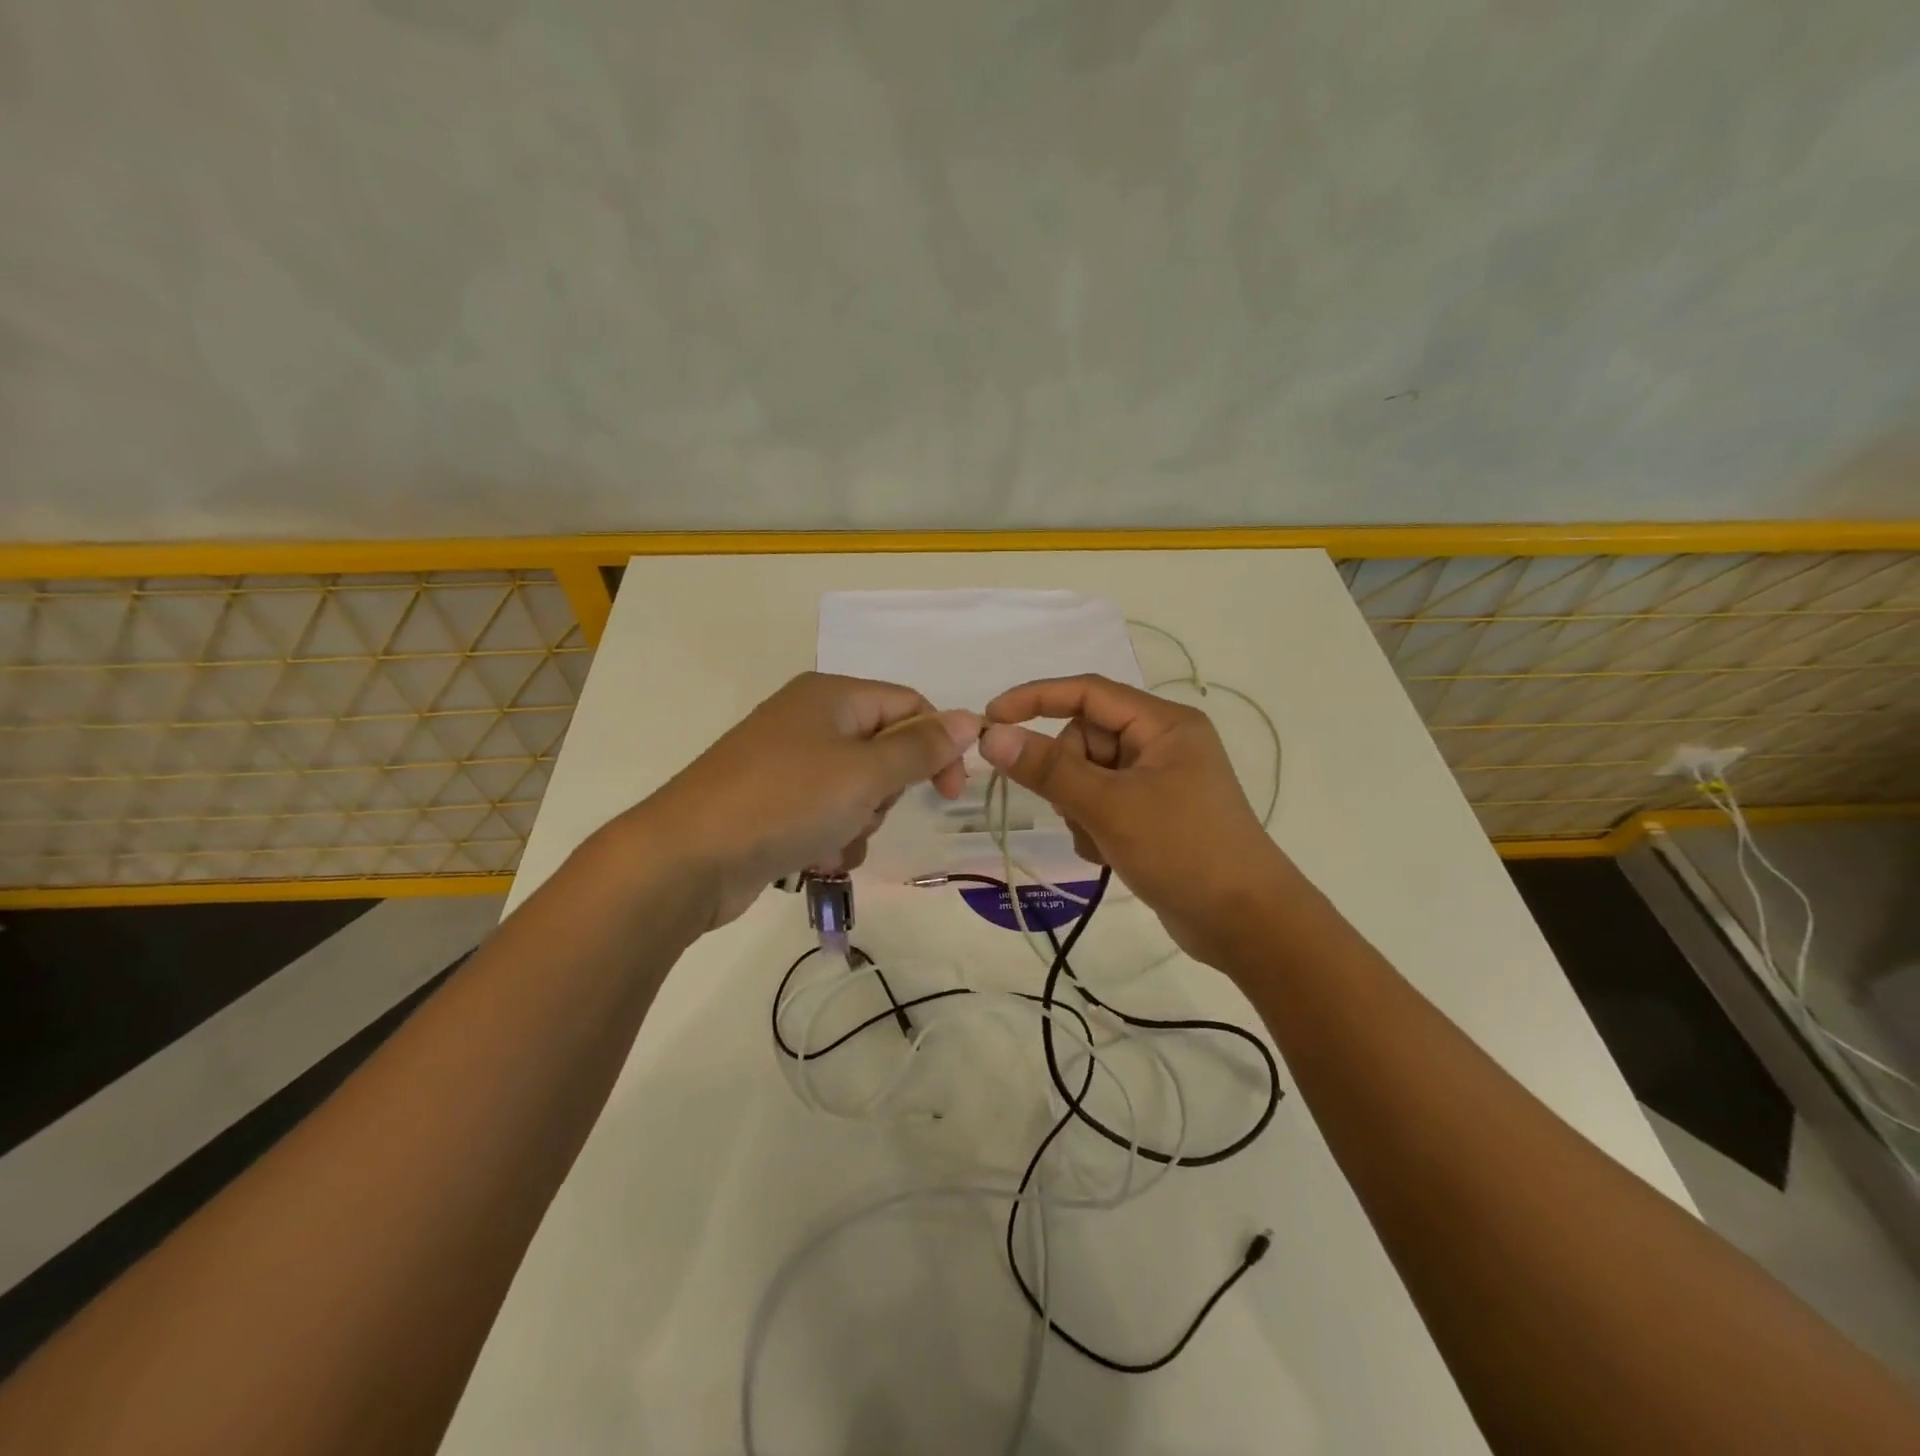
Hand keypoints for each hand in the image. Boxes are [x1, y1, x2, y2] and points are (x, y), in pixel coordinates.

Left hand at [638, 673, 979, 928]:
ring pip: (858, 789)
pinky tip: (814, 857)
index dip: (937, 745)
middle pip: (883, 749)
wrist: (686, 858)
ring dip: (860, 821)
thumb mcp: (865, 774)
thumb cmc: (785, 802)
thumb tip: (972, 719)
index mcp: (832, 696)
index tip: (949, 793)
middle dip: (887, 791)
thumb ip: (921, 748)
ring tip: (832, 840)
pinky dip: (831, 837)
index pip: (909, 706)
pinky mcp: (772, 802)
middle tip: (866, 810)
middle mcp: (809, 720)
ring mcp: (787, 762)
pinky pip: (826, 813)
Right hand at [979, 674, 1285, 966]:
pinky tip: (1110, 855)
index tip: (990, 718)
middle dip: (1068, 775)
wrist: (1245, 923)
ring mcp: (1158, 781)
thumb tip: (991, 735)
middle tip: (1076, 810)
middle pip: (1085, 738)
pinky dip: (1094, 827)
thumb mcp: (1109, 806)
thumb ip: (1048, 769)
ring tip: (1102, 840)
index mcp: (1163, 724)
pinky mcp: (1153, 814)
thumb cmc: (1183, 850)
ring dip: (1079, 808)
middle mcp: (1161, 744)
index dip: (1035, 698)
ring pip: (1088, 775)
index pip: (1087, 692)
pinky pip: (1102, 804)